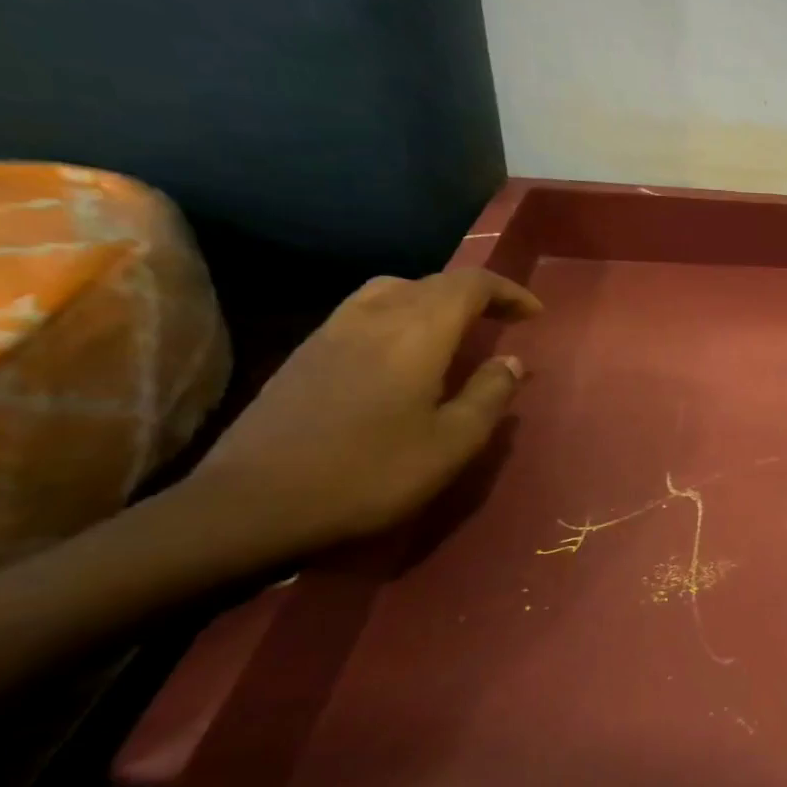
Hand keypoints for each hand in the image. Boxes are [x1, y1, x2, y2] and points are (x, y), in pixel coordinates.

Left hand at [187, 269, 541, 559]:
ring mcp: (331, 333)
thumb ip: (489, 395)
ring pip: (392, 291)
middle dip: (475, 295)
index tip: (534, 314)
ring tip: (455, 330)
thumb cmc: (370, 474)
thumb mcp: (452, 443)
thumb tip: (511, 361)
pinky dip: (400, 315)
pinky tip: (403, 352)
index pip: (469, 285)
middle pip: (431, 282)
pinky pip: (364, 311)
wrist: (252, 504)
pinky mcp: (305, 354)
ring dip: (433, 300)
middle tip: (503, 321)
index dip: (507, 291)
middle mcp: (373, 318)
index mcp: (416, 334)